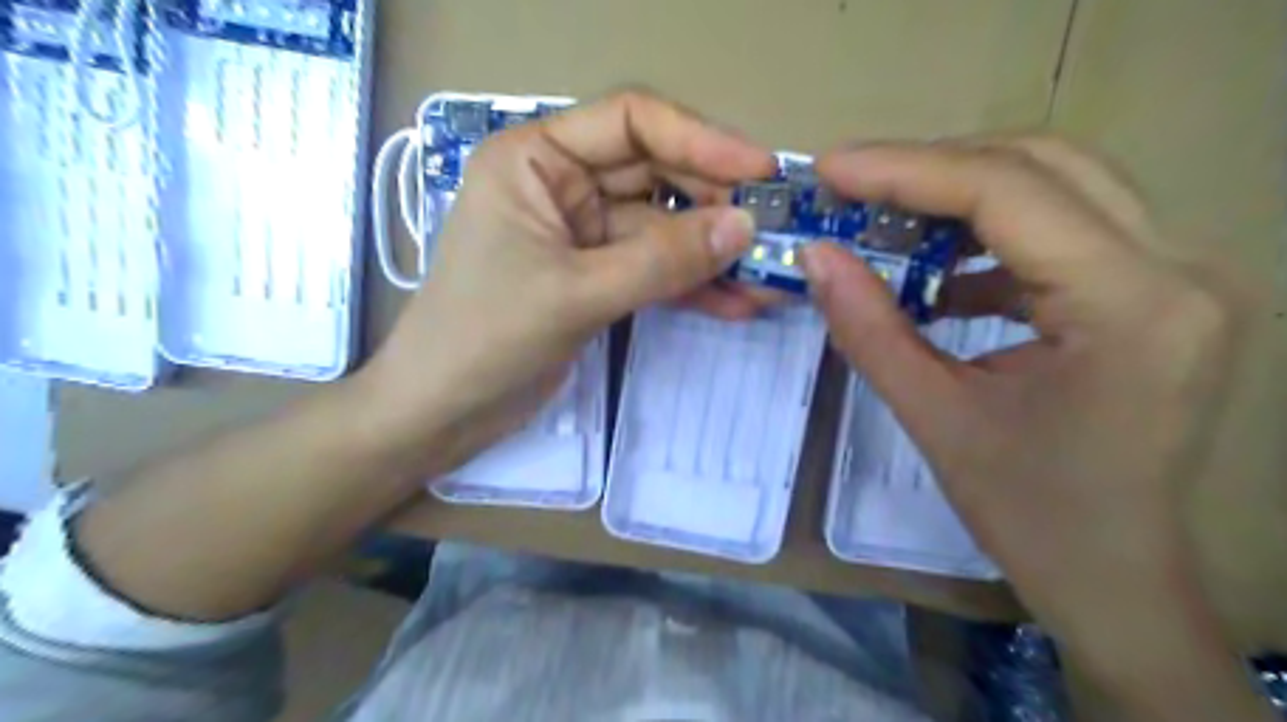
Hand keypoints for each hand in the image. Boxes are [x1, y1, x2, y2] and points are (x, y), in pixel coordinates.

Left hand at [355, 89, 772, 470]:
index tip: (761, 171)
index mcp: (534, 159)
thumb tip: (745, 228)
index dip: (701, 140)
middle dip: (715, 206)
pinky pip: (653, 271)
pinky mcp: (595, 278)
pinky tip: (736, 304)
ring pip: (661, 231)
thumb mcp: (575, 293)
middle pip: (655, 176)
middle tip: (774, 233)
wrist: (442, 412)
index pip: (631, 122)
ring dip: (711, 256)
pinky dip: (691, 287)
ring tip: (767, 280)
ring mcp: (581, 235)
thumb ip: (661, 261)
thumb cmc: (484, 338)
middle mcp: (560, 185)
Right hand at [802, 140, 1282, 713]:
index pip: (1008, 191)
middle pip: (1044, 165)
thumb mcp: (934, 418)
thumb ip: (868, 328)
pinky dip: (993, 238)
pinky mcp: (1160, 293)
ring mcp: (1180, 276)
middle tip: (855, 190)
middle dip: (933, 169)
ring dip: (963, 197)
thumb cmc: (1030, 516)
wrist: (1116, 579)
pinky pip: (1067, 230)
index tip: (831, 168)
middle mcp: (1179, 268)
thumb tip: (814, 257)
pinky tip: (943, 276)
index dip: (906, 169)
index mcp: (1131, 305)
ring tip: (889, 225)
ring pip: (1059, 186)